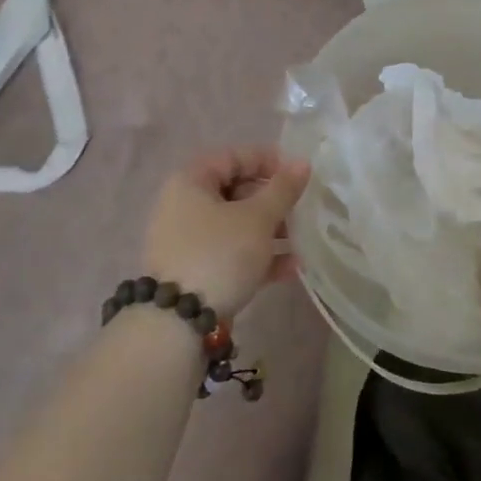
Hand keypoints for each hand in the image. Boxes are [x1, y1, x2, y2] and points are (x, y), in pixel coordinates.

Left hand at [140, 148, 311, 320]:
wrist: (178, 324)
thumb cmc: (219, 254)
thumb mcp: (258, 218)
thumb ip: (283, 189)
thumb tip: (302, 163)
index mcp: (191, 181)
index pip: (234, 156)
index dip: (268, 160)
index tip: (298, 175)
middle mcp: (183, 206)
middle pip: (236, 191)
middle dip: (273, 201)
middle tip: (301, 210)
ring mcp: (187, 241)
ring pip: (236, 225)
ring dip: (271, 230)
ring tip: (302, 241)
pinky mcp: (194, 271)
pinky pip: (231, 252)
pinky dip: (258, 256)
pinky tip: (290, 268)